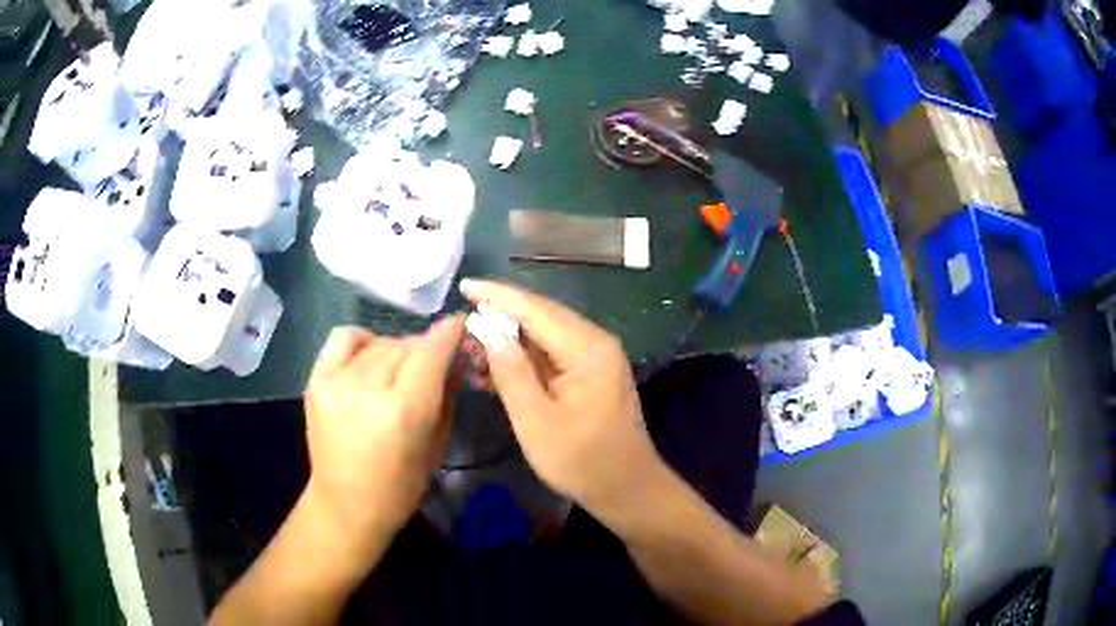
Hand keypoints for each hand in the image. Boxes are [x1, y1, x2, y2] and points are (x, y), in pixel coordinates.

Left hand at [302, 317, 464, 554]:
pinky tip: (370, 356)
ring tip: (401, 366)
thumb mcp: (436, 445)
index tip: (460, 325)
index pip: (430, 353)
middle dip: (426, 348)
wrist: (345, 505)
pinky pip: (343, 340)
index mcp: (403, 412)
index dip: (449, 333)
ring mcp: (336, 383)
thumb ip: (447, 396)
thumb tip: (456, 358)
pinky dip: (363, 341)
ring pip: (378, 342)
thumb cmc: (400, 487)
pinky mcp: (316, 382)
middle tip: (436, 360)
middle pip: (405, 346)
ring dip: (398, 348)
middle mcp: (367, 390)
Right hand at [460, 279, 665, 518]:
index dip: (497, 295)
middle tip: (462, 321)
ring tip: (471, 348)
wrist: (626, 489)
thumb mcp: (536, 420)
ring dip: (509, 340)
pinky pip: (551, 356)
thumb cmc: (581, 460)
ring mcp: (595, 358)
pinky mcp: (589, 375)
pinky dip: (523, 359)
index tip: (464, 285)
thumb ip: (511, 372)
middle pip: (541, 317)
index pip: (536, 309)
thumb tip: (487, 330)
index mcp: (587, 348)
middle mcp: (595, 343)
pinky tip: (495, 369)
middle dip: (500, 317)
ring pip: (544, 336)